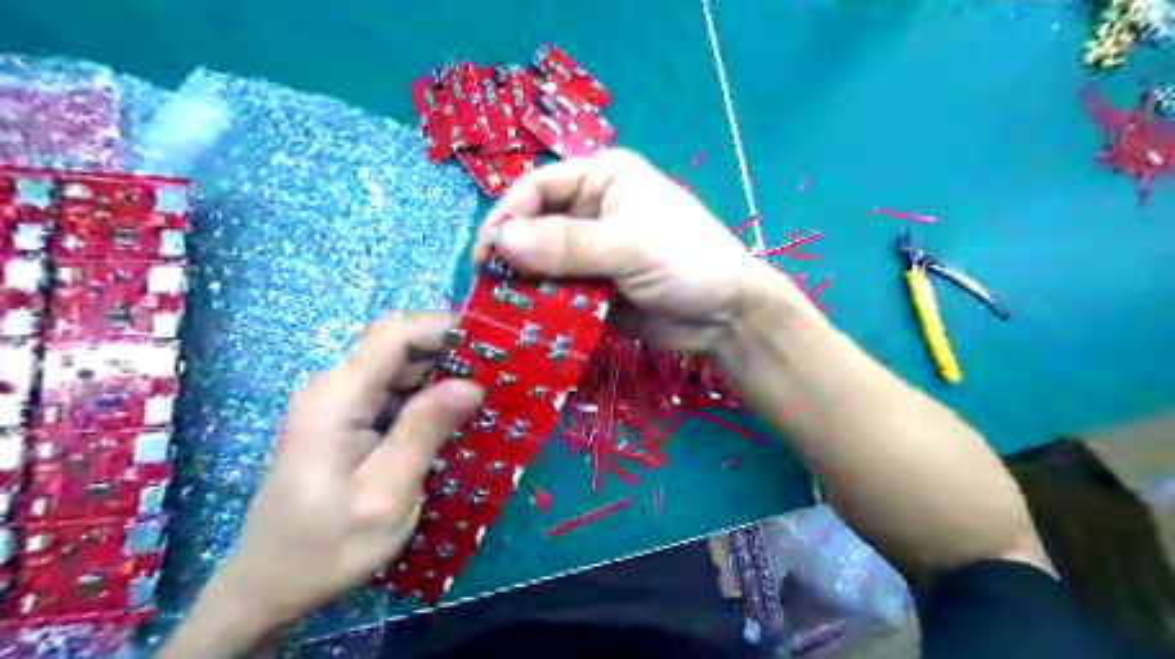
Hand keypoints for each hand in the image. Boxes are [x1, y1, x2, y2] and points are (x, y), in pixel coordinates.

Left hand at [213, 316, 480, 625]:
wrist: (267, 587)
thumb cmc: (325, 548)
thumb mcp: (385, 495)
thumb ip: (424, 432)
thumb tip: (471, 384)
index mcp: (337, 398)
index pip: (395, 334)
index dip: (444, 327)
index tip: (492, 342)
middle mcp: (334, 389)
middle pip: (398, 347)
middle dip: (451, 352)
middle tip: (500, 374)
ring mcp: (338, 405)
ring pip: (398, 369)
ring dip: (442, 375)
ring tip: (487, 393)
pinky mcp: (345, 421)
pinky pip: (392, 394)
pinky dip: (427, 397)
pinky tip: (454, 416)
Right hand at [476, 150, 808, 353]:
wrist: (728, 316)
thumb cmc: (688, 261)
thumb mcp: (630, 246)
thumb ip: (567, 245)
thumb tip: (500, 242)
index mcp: (602, 179)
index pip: (536, 187)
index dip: (506, 216)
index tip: (485, 255)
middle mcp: (591, 210)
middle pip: (534, 227)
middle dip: (511, 256)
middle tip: (487, 289)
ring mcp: (591, 252)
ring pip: (542, 263)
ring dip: (523, 285)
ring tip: (500, 311)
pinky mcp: (594, 287)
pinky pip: (558, 293)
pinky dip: (542, 306)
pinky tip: (527, 323)